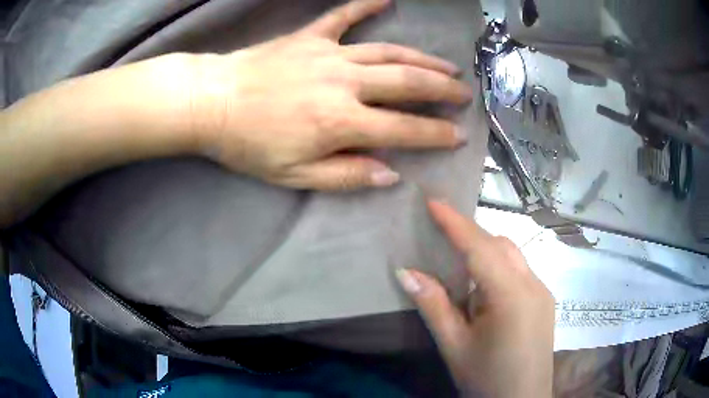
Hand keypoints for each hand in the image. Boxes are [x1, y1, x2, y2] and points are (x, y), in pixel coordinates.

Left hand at [189, 0, 471, 189]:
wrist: (211, 103)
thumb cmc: (248, 144)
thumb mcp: (295, 175)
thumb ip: (346, 175)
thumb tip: (389, 173)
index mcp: (342, 121)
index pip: (404, 129)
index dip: (436, 134)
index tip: (459, 135)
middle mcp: (345, 82)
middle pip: (407, 83)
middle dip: (442, 90)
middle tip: (464, 94)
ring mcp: (329, 54)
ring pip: (388, 52)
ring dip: (422, 58)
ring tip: (447, 64)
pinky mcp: (310, 37)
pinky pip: (343, 17)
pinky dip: (365, 6)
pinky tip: (385, 0)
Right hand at [396, 201, 554, 396]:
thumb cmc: (486, 378)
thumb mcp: (455, 346)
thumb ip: (433, 306)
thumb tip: (405, 271)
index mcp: (511, 295)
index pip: (481, 248)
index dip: (456, 222)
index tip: (433, 200)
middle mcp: (533, 284)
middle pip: (501, 246)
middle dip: (471, 236)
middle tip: (441, 237)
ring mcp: (543, 292)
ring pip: (513, 256)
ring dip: (486, 253)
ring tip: (459, 266)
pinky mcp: (544, 302)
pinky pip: (520, 271)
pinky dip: (499, 269)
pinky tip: (484, 291)